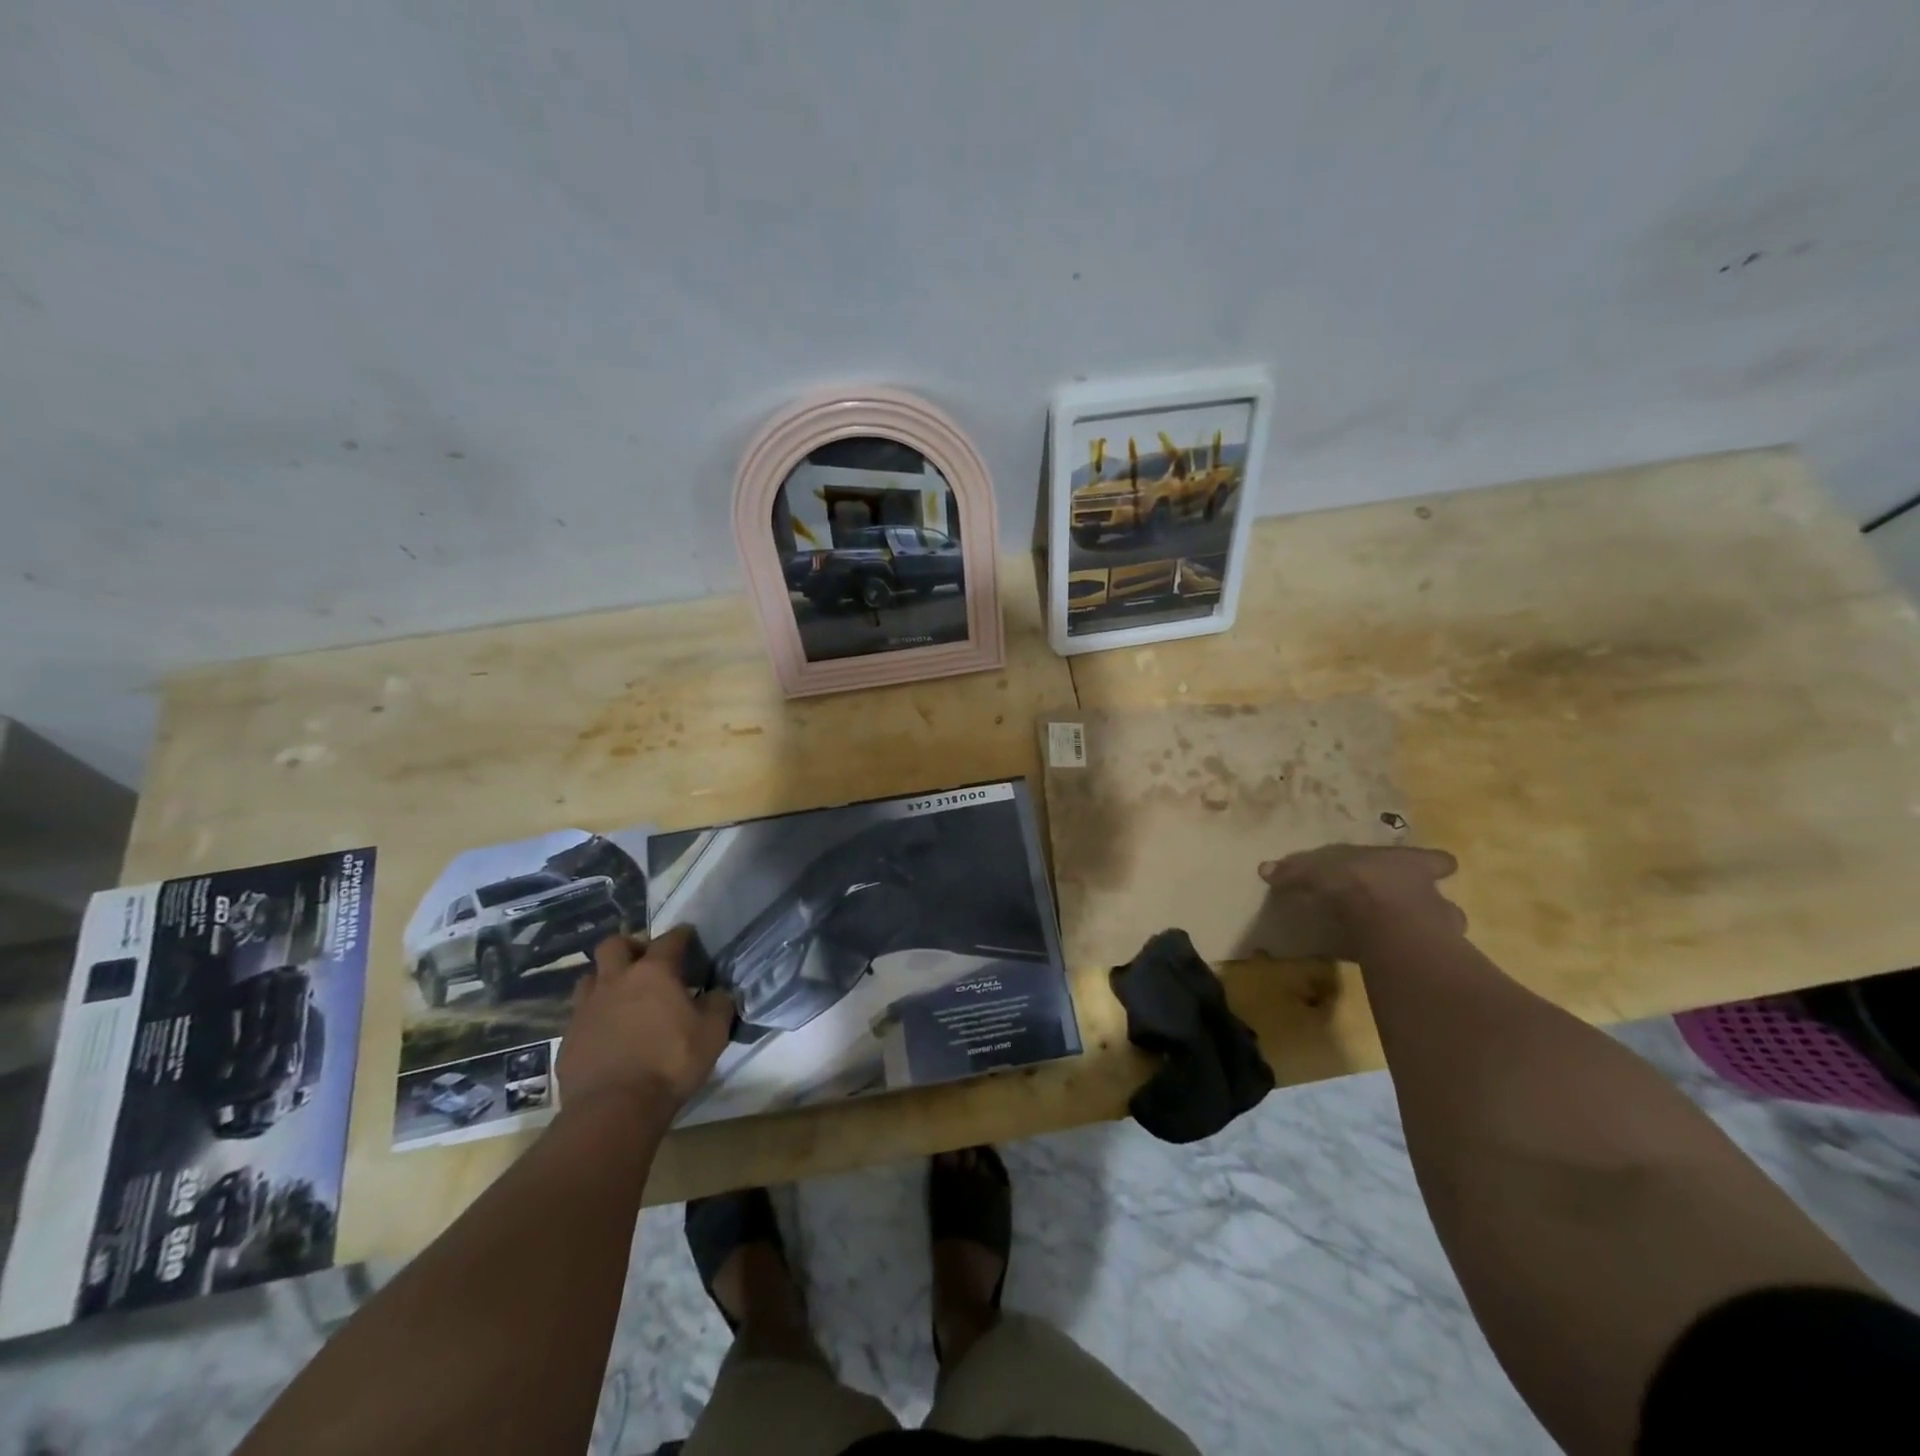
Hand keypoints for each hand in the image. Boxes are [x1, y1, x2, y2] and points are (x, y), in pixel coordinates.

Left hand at [558, 926, 734, 1114]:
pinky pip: (580, 1015)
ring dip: (606, 979)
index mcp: (653, 973)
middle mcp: (616, 981)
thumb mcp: (713, 1033)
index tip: (689, 936)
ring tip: (622, 996)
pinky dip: (595, 1017)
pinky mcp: (568, 1039)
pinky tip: (608, 1034)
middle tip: (645, 961)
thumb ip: (719, 1004)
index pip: (669, 939)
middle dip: (630, 946)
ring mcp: (586, 1009)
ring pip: (590, 978)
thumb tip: (718, 993)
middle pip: (613, 945)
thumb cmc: (670, 1063)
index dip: (682, 935)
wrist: (613, 1110)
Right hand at [1258, 845, 1466, 960]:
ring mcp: (1439, 930)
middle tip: (1404, 913)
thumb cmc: (1357, 884)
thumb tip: (1264, 869)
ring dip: (1423, 936)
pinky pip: (1421, 958)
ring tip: (1397, 941)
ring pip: (1441, 931)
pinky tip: (1389, 962)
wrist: (1386, 927)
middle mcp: (1432, 894)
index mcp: (1411, 865)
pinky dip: (1407, 959)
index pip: (1438, 861)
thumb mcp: (1316, 871)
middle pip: (1443, 900)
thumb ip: (1294, 871)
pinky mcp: (1430, 960)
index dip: (1434, 865)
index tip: (1433, 870)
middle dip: (1428, 906)